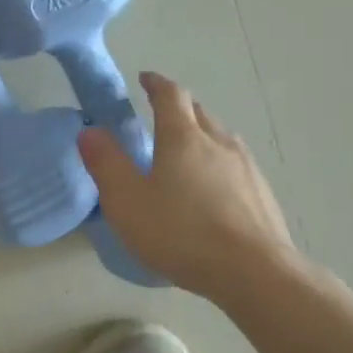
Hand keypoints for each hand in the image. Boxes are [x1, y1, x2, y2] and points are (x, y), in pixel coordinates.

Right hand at [77, 72, 295, 299]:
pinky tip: (214, 190)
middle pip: (199, 112)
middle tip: (160, 116)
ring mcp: (246, 168)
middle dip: (179, 108)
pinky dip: (219, 164)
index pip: (170, 95)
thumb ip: (106, 164)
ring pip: (221, 138)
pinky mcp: (262, 194)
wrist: (254, 273)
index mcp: (183, 137)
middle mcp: (219, 142)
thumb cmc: (182, 232)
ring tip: (187, 152)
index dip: (156, 84)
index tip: (145, 79)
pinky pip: (236, 165)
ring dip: (201, 135)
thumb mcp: (127, 201)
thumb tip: (90, 132)